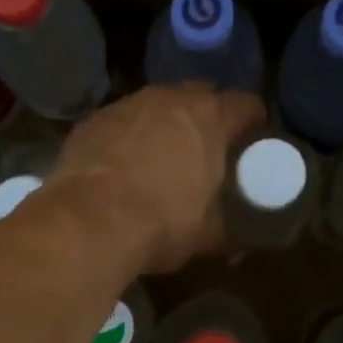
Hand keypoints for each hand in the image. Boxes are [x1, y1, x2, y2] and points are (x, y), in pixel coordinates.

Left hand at [41, 84, 264, 273]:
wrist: (89, 222)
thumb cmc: (162, 223)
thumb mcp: (206, 235)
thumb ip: (228, 230)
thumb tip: (239, 245)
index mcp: (210, 118)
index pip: (246, 104)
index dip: (254, 122)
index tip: (253, 141)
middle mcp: (170, 99)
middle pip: (200, 97)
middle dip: (207, 119)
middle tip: (208, 149)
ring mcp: (127, 105)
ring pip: (157, 106)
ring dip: (165, 125)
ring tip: (162, 157)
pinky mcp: (93, 120)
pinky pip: (122, 122)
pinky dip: (128, 137)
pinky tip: (123, 165)